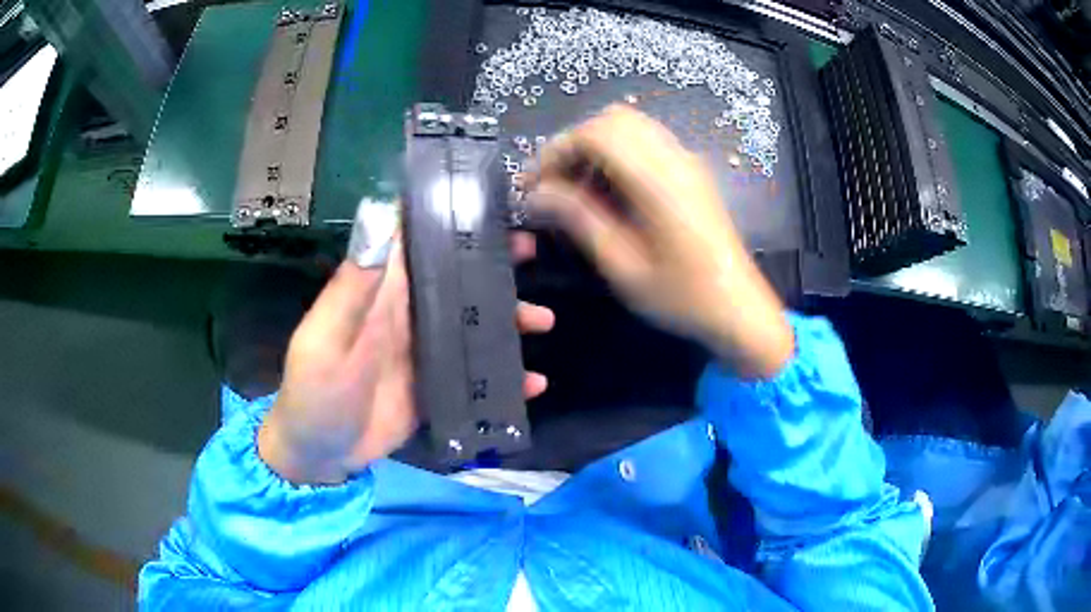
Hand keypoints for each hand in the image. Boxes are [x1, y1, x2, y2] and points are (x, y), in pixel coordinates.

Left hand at [258, 233, 553, 483]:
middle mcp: (407, 313)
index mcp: (380, 291)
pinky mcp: (437, 385)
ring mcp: (426, 350)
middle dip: (492, 262)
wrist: (321, 454)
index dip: (448, 216)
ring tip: (542, 321)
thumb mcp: (327, 341)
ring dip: (508, 317)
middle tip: (530, 250)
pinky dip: (505, 376)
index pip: (416, 239)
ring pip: (474, 322)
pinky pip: (478, 372)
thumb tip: (381, 216)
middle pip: (455, 277)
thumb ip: (354, 288)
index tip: (490, 200)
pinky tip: (534, 384)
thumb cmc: (314, 392)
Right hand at [525, 105, 791, 377]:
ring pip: (630, 127)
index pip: (595, 133)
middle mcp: (674, 158)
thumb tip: (537, 194)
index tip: (534, 185)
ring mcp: (687, 162)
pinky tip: (610, 192)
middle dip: (573, 144)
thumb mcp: (623, 266)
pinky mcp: (692, 172)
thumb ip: (579, 220)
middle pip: (612, 120)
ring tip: (577, 190)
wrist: (739, 308)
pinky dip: (618, 154)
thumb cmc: (682, 296)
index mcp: (658, 180)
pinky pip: (647, 143)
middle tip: (554, 185)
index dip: (556, 151)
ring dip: (595, 148)